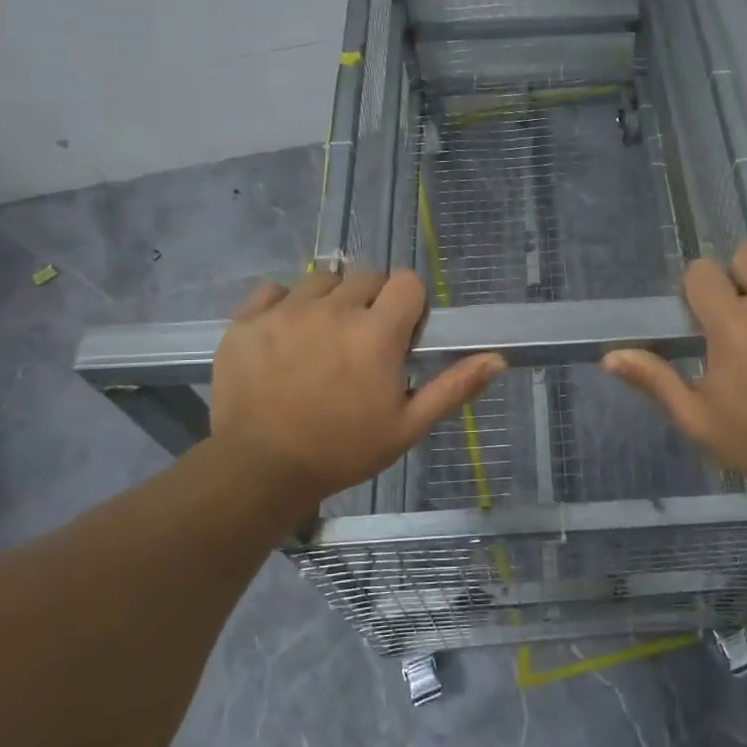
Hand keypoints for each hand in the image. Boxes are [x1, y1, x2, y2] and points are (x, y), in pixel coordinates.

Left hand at [207, 269, 505, 509]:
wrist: (259, 470)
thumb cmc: (343, 451)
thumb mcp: (408, 426)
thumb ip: (454, 387)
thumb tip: (499, 359)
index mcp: (377, 333)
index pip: (406, 281)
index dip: (410, 303)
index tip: (401, 333)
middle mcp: (334, 309)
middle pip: (365, 276)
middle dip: (372, 301)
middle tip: (363, 342)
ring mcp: (286, 311)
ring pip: (321, 280)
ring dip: (330, 300)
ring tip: (323, 338)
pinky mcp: (248, 320)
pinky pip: (273, 291)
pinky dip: (283, 305)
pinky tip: (285, 337)